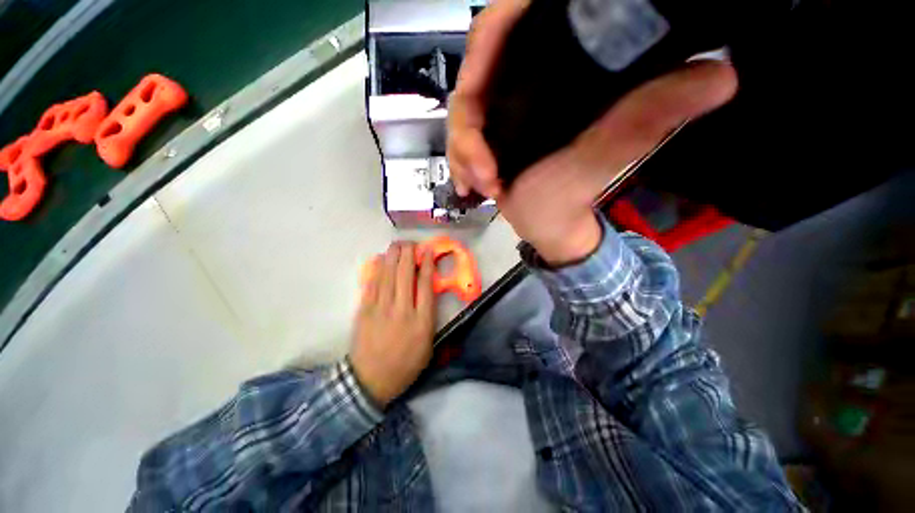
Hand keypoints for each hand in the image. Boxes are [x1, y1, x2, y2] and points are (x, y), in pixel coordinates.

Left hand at [351, 242, 435, 406]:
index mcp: (421, 321)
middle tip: (410, 242)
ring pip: (388, 276)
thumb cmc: (405, 364)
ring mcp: (381, 310)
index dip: (427, 265)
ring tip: (397, 244)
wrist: (370, 381)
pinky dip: (377, 270)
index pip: (425, 285)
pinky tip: (381, 259)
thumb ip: (429, 316)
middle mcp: (402, 311)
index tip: (427, 251)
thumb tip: (427, 290)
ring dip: (393, 257)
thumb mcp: (428, 345)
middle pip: (406, 275)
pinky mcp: (364, 311)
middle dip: (408, 255)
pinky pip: (372, 285)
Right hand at [447, 0, 737, 265]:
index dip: (486, 45)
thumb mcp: (601, 159)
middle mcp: (523, 84)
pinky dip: (459, 162)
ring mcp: (503, 111)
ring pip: (462, 114)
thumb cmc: (569, 199)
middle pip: (476, 75)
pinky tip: (469, 185)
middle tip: (483, 171)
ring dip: (462, 153)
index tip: (475, 91)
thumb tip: (719, 75)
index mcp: (552, 73)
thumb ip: (640, 121)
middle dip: (467, 129)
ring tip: (481, 186)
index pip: (506, 28)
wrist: (547, 225)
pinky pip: (460, 139)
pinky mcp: (491, 135)